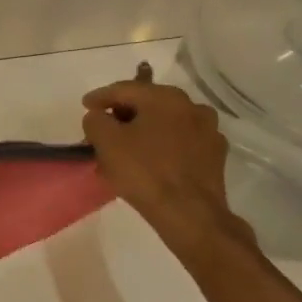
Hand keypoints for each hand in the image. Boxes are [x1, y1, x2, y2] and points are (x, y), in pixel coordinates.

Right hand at [82, 63, 254, 259]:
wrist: (190, 212)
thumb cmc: (144, 171)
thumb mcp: (106, 142)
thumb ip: (96, 121)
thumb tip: (99, 117)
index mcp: (165, 98)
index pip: (124, 89)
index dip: (100, 97)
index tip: (85, 106)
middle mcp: (192, 107)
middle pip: (147, 105)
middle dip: (123, 117)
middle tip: (104, 131)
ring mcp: (208, 131)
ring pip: (165, 125)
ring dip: (143, 133)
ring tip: (125, 152)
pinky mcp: (215, 156)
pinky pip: (180, 144)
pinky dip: (162, 148)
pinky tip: (150, 165)